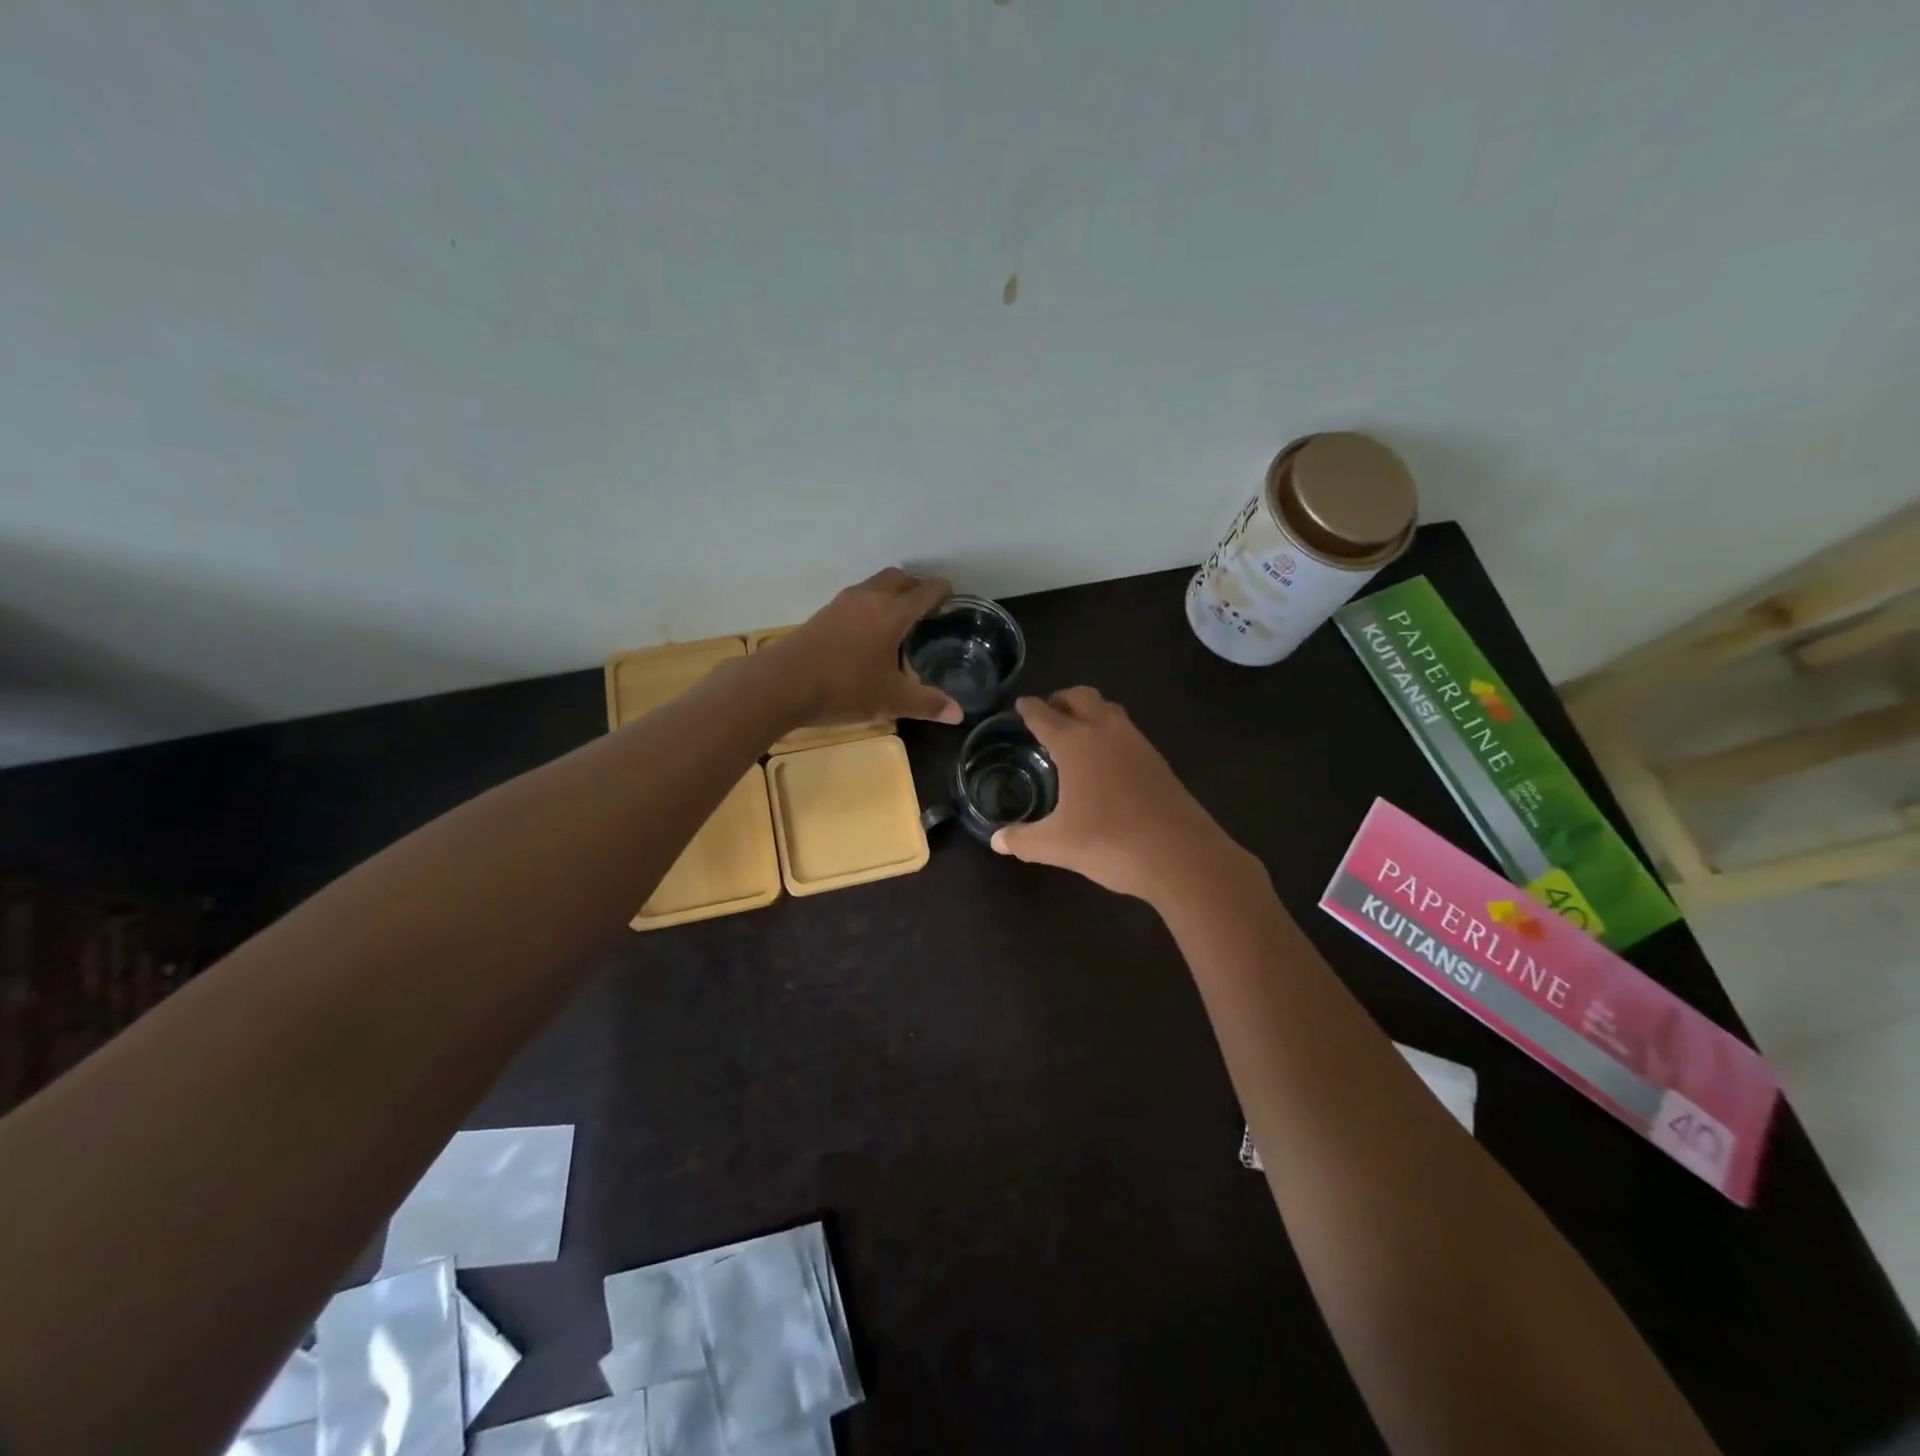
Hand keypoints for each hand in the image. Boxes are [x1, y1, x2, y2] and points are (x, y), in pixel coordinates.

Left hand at [761, 568, 963, 726]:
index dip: (942, 591)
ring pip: (874, 585)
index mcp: (892, 612)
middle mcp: (869, 598)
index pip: (925, 592)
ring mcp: (842, 603)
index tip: (952, 595)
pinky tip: (868, 630)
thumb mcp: (891, 700)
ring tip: (899, 617)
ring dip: (890, 592)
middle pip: (898, 578)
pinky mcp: (823, 614)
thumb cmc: (845, 687)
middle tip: (927, 605)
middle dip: (916, 586)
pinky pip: (856, 598)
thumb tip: (959, 714)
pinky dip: (870, 604)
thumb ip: (927, 704)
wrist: (783, 684)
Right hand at [990, 687, 1252, 901]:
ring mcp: (1137, 743)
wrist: (1182, 855)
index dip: (1029, 708)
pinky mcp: (1158, 761)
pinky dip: (1109, 731)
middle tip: (1047, 714)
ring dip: (1089, 711)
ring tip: (1075, 732)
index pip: (1044, 715)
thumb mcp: (1057, 845)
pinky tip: (1106, 760)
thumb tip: (997, 840)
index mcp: (1076, 743)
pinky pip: (1127, 731)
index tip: (1019, 705)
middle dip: (1061, 699)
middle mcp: (1106, 732)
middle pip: (1081, 697)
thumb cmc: (1110, 842)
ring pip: (1109, 709)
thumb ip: (1023, 840)